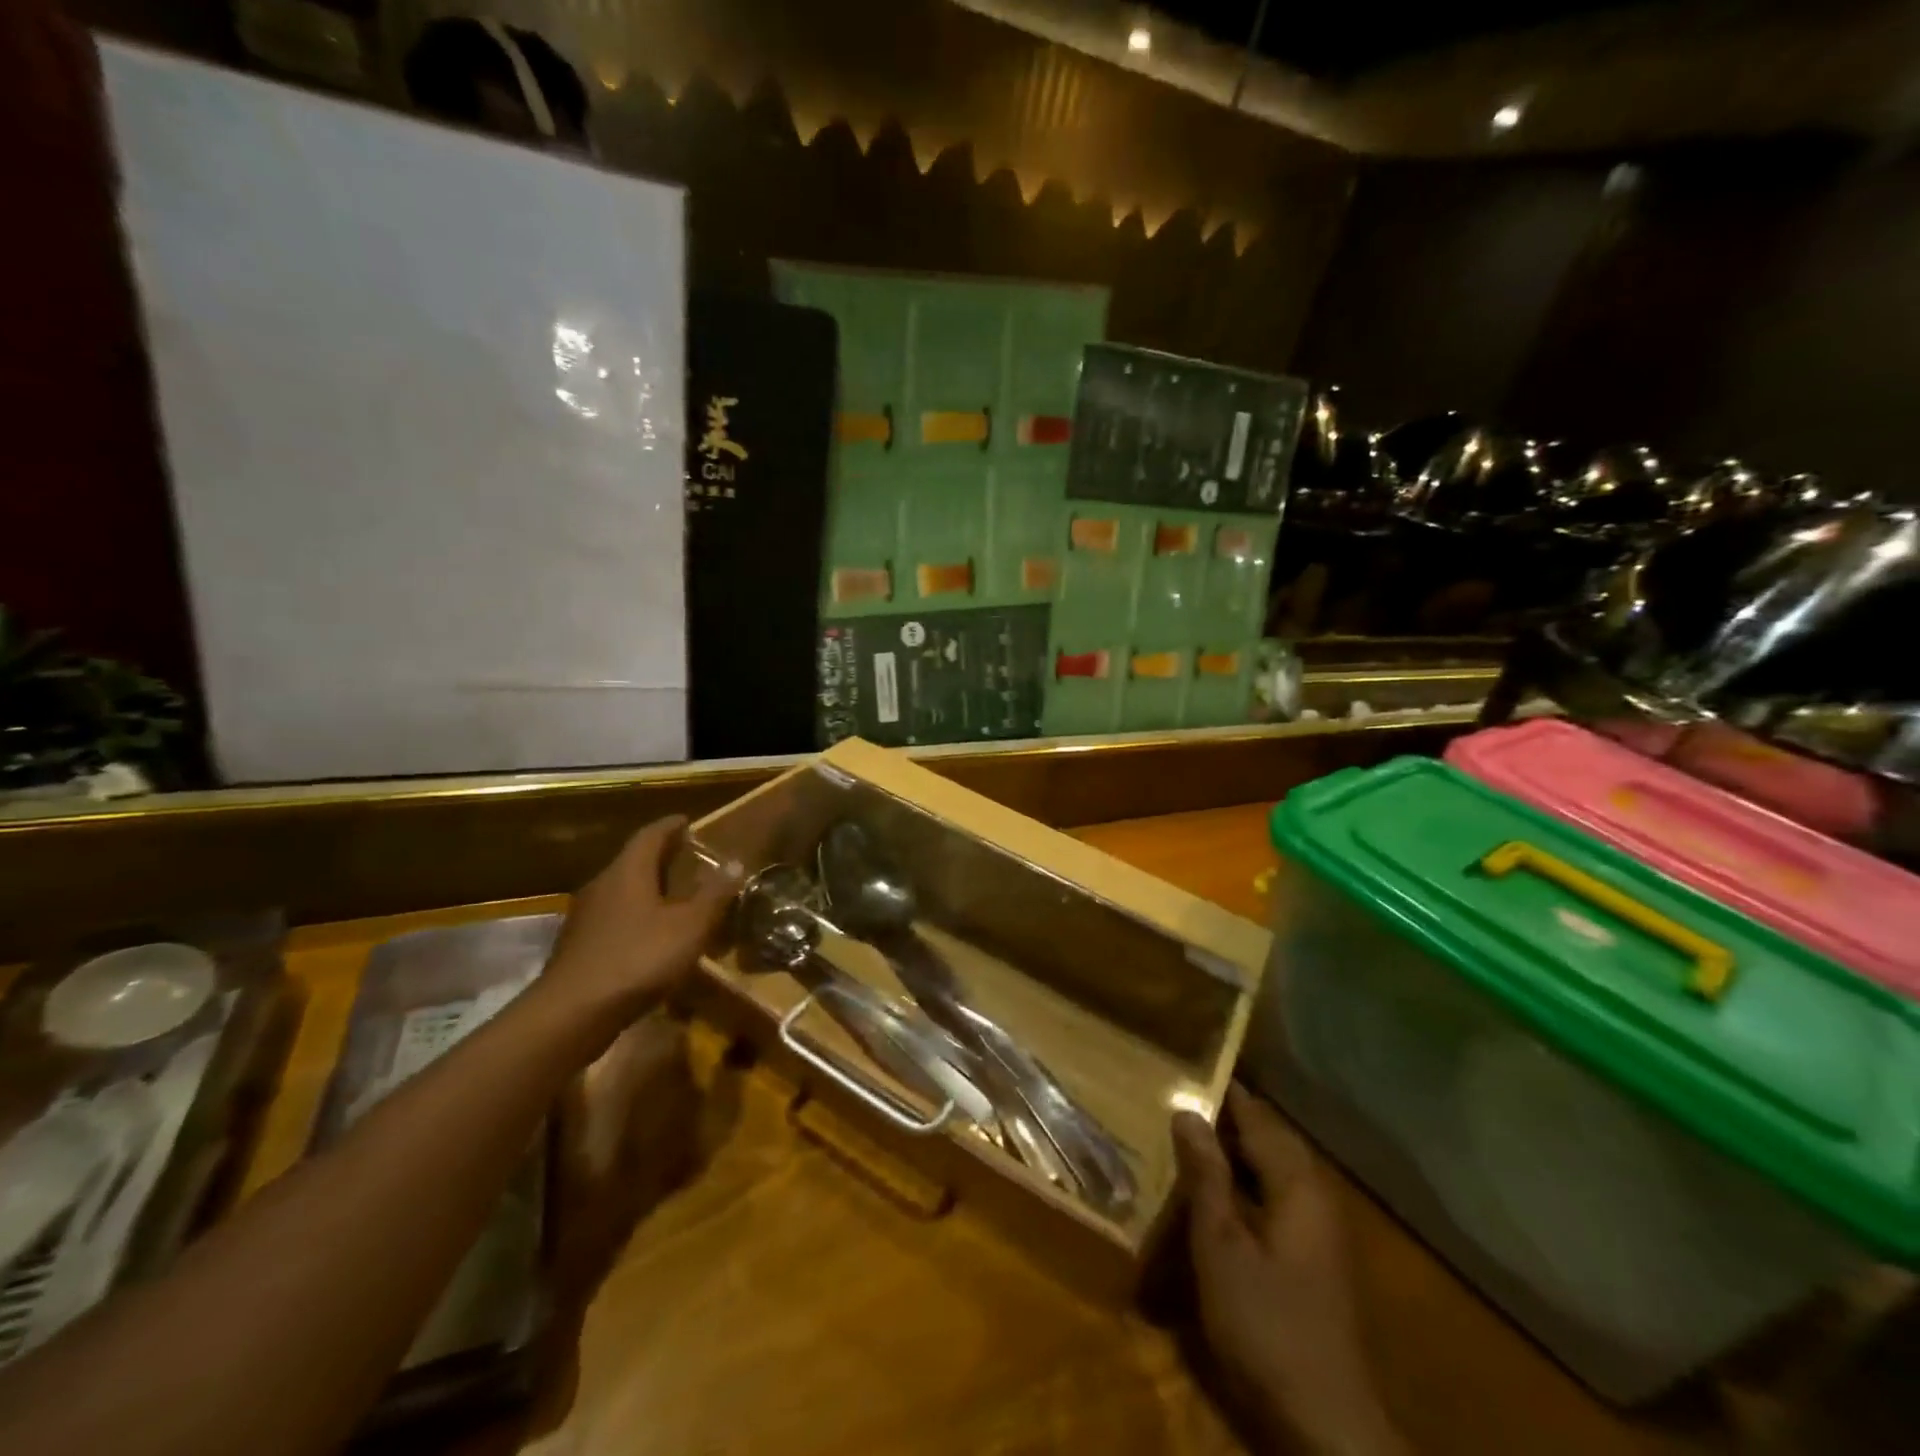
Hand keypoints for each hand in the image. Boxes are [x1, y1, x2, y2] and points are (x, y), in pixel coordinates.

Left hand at [541, 817, 736, 1027]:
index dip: (671, 826)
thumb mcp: (690, 926)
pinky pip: (615, 919)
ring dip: (649, 890)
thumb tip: (736, 862)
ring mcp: (586, 917)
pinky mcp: (580, 947)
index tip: (689, 822)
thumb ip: (714, 894)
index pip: (650, 835)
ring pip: (623, 891)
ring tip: (676, 898)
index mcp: (628, 871)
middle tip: (690, 860)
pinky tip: (653, 937)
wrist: (572, 1014)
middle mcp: (603, 885)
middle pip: (634, 861)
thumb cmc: (638, 959)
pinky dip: (637, 917)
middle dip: (662, 858)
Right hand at [1173, 1085, 1407, 1455]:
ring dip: (1239, 1148)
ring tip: (1195, 1135)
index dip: (1225, 1091)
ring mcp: (1321, 1229)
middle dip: (1232, 1116)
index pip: (1257, 1116)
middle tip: (1185, 1097)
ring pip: (1277, 1167)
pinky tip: (1222, 1191)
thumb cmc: (1266, 1322)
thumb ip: (1206, 1174)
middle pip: (1272, 1138)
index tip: (1189, 1065)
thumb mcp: (1221, 1245)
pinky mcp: (1316, 1258)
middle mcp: (1316, 1195)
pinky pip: (1280, 1195)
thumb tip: (1187, 1110)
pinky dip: (1250, 1179)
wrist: (1327, 1422)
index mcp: (1297, 1183)